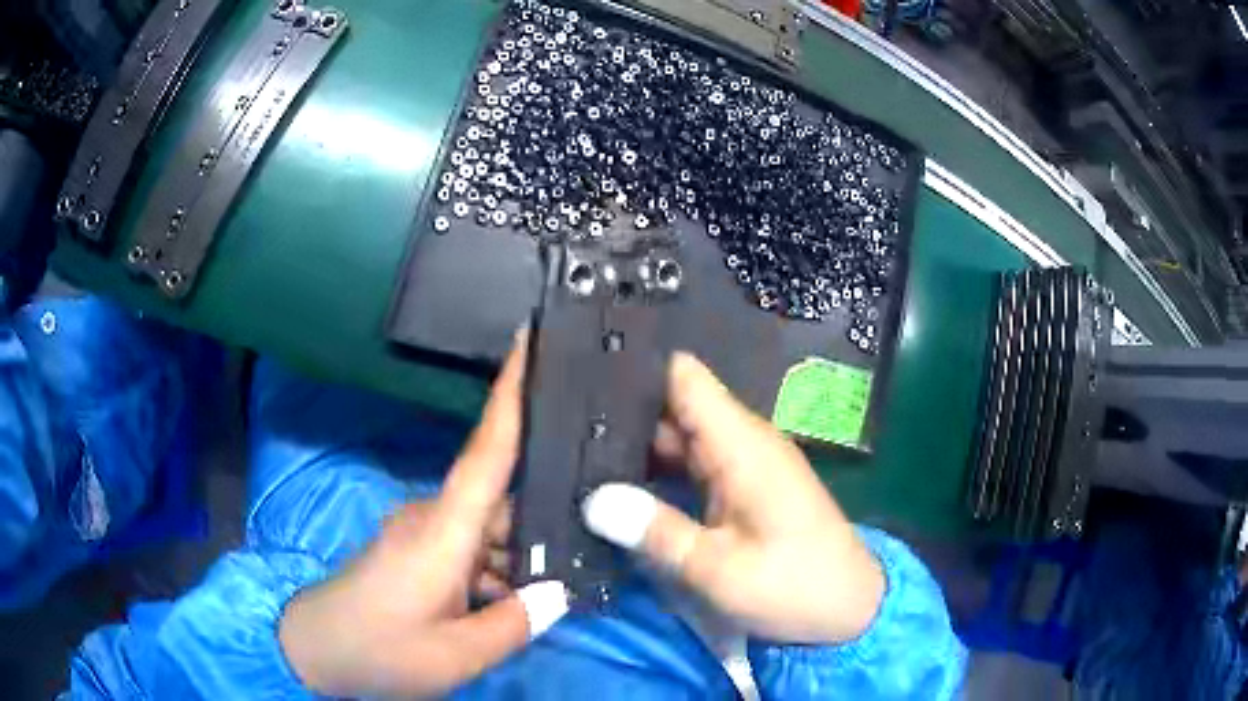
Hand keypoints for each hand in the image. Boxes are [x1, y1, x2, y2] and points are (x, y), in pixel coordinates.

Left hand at [279, 334, 568, 697]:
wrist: (314, 652)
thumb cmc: (380, 649)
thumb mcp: (456, 654)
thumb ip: (515, 623)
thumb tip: (559, 594)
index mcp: (443, 531)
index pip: (487, 451)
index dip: (511, 393)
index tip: (532, 338)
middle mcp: (434, 519)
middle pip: (501, 500)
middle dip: (544, 517)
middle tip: (597, 533)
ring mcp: (423, 534)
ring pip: (488, 530)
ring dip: (520, 556)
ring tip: (563, 583)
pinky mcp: (416, 551)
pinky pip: (470, 548)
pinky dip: (496, 569)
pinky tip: (517, 600)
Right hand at [582, 352, 883, 643]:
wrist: (849, 611)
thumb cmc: (793, 585)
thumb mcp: (718, 569)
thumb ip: (656, 531)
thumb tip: (593, 501)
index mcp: (741, 444)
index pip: (684, 377)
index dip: (636, 368)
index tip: (581, 371)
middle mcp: (741, 443)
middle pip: (674, 408)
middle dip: (621, 415)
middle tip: (560, 427)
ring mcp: (743, 466)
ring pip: (679, 440)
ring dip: (635, 449)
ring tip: (573, 455)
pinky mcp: (744, 490)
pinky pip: (693, 468)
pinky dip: (658, 475)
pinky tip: (617, 490)